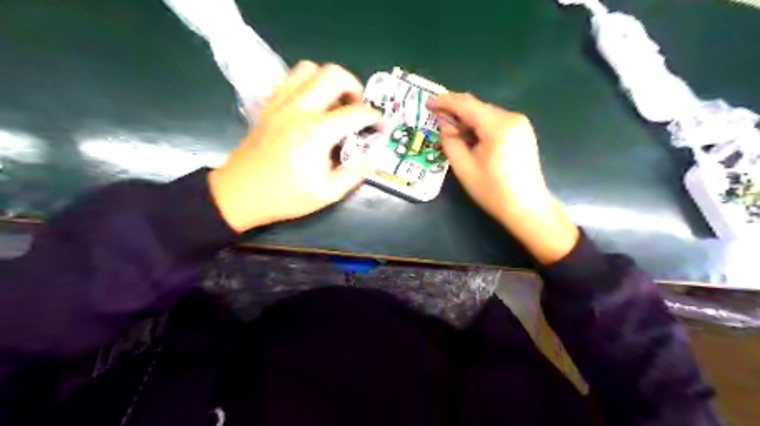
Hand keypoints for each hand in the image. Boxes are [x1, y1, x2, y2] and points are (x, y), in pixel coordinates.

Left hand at [207, 61, 383, 232]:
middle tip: (357, 108)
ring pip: (309, 69)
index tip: (381, 127)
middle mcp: (299, 109)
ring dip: (329, 80)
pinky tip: (313, 105)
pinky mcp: (269, 105)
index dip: (375, 118)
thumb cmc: (284, 197)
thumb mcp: (327, 193)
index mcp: (317, 132)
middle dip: (354, 86)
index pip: (356, 112)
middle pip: (333, 75)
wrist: (238, 194)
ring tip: (335, 102)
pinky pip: (291, 79)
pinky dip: (308, 83)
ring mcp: (281, 103)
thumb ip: (355, 173)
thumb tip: (375, 156)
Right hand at [430, 94, 579, 264]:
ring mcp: (520, 124)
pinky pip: (495, 121)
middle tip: (437, 121)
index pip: (466, 104)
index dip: (445, 102)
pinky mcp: (522, 131)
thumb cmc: (492, 191)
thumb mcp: (463, 167)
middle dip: (456, 112)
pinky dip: (480, 126)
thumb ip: (450, 140)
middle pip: (477, 107)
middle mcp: (512, 118)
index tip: (427, 104)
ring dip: (467, 120)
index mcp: (498, 126)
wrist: (526, 208)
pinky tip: (471, 139)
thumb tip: (443, 122)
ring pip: (485, 114)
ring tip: (453, 134)